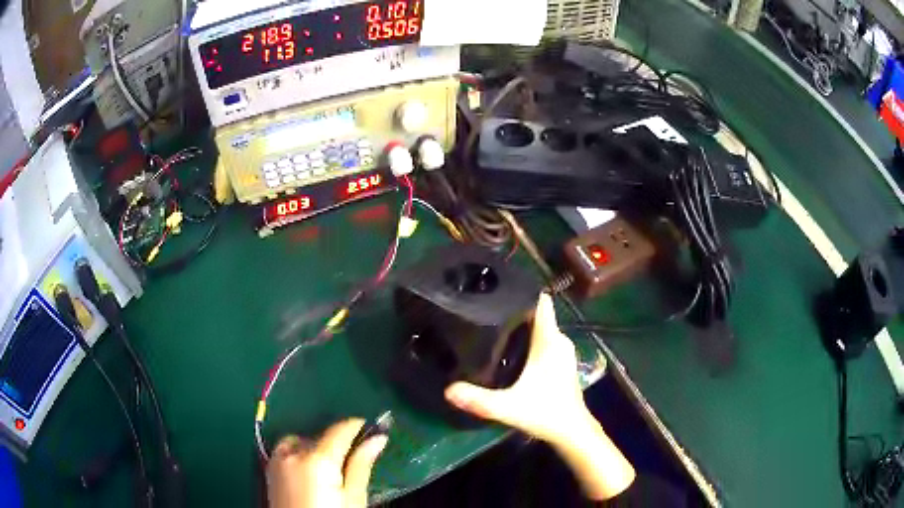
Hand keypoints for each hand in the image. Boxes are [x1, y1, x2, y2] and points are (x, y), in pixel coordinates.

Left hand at [266, 419, 387, 507]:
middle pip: (319, 436)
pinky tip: (309, 473)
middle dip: (337, 444)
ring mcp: (277, 461)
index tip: (373, 428)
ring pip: (300, 441)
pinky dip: (299, 454)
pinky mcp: (269, 471)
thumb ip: (361, 465)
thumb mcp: (353, 498)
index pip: (339, 430)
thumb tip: (377, 439)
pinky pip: (285, 451)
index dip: (357, 426)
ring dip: (316, 447)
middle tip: (353, 463)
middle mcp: (293, 453)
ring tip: (330, 471)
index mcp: (317, 459)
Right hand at [445, 293, 634, 499]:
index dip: (522, 292)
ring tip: (493, 324)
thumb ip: (479, 399)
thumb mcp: (508, 407)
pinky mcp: (562, 362)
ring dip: (522, 325)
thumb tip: (448, 390)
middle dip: (515, 309)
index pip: (541, 303)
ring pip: (541, 329)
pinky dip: (530, 339)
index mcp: (550, 341)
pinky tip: (511, 348)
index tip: (499, 286)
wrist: (572, 431)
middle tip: (486, 308)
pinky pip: (544, 340)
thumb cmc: (545, 413)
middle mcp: (560, 340)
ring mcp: (563, 352)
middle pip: (537, 315)